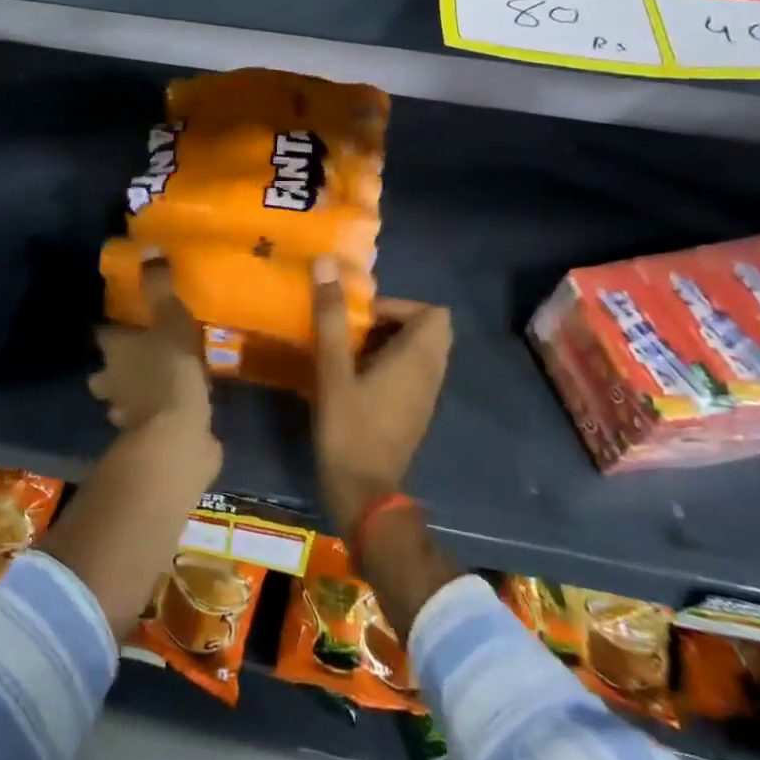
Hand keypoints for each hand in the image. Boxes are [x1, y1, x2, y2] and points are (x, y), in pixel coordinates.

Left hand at [90, 258, 212, 433]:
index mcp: (114, 351)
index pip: (102, 333)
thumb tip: (149, 249)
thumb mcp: (170, 319)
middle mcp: (112, 381)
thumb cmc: (170, 370)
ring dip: (130, 392)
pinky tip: (171, 408)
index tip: (120, 320)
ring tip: (152, 382)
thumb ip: (159, 287)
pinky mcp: (145, 437)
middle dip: (112, 366)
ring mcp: (126, 413)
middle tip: (134, 355)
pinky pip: (146, 420)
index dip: (109, 328)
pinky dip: (154, 414)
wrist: (176, 436)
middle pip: (104, 371)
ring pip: (120, 398)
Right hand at [310, 255, 451, 531]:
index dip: (399, 306)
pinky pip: (412, 374)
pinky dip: (390, 365)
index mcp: (418, 359)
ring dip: (388, 343)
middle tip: (354, 330)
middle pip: (428, 330)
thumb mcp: (333, 370)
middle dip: (391, 322)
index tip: (361, 317)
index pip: (433, 313)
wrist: (364, 496)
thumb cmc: (349, 429)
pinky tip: (355, 378)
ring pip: (420, 353)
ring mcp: (425, 397)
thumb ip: (330, 317)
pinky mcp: (414, 414)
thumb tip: (325, 263)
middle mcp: (431, 375)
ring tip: (349, 351)